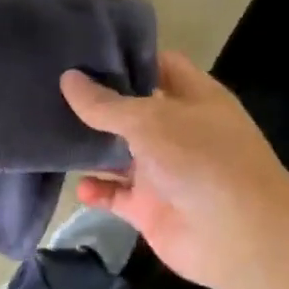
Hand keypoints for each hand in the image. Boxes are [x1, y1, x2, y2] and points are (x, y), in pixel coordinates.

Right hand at [61, 51, 288, 288]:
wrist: (238, 236)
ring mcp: (163, 171)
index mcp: (193, 98)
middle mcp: (178, 131)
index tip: (83, 52)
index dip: (125, 58)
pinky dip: (97, 191)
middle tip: (51, 89)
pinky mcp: (149, 208)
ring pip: (119, 154)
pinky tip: (78, 186)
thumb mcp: (150, 120)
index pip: (158, 66)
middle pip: (132, 111)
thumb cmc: (201, 160)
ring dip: (90, 148)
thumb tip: (67, 78)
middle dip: (96, 103)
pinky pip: (115, 195)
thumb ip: (105, 104)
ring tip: (50, 134)